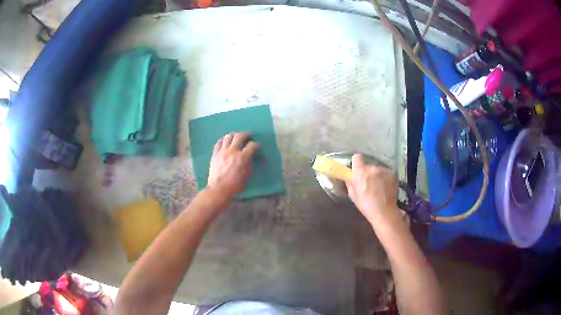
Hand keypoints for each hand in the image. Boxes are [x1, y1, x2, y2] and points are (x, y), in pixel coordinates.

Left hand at [207, 132, 259, 197]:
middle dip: (246, 135)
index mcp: (242, 158)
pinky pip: (219, 142)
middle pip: (240, 136)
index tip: (257, 147)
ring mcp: (222, 151)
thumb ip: (248, 163)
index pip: (252, 145)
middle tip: (248, 136)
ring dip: (234, 135)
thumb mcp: (246, 175)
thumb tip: (249, 157)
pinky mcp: (215, 154)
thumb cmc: (235, 185)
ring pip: (228, 137)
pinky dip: (223, 140)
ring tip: (236, 137)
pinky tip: (226, 141)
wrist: (218, 189)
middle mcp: (232, 151)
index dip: (256, 145)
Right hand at [346, 154, 398, 222]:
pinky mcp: (392, 174)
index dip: (356, 163)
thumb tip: (349, 176)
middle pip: (368, 166)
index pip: (356, 158)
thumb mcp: (352, 195)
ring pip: (378, 170)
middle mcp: (372, 167)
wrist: (384, 211)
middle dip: (367, 172)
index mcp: (360, 171)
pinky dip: (385, 179)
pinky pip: (386, 173)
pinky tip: (385, 188)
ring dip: (377, 176)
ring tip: (378, 188)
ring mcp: (384, 170)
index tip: (357, 170)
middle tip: (368, 184)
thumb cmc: (365, 204)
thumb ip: (350, 182)